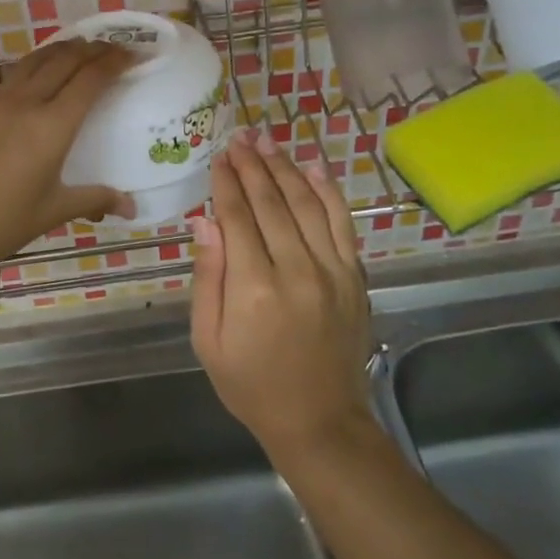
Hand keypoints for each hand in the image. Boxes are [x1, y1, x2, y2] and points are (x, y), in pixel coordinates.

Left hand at [0, 39, 133, 277]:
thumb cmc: (1, 222)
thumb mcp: (52, 211)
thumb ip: (93, 200)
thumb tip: (131, 206)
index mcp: (52, 126)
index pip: (89, 78)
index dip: (115, 61)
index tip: (134, 53)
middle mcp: (27, 104)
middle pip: (65, 60)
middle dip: (93, 48)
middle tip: (115, 48)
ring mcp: (0, 104)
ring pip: (37, 60)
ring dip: (64, 49)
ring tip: (83, 49)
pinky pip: (18, 74)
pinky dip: (40, 63)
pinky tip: (43, 75)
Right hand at [189, 129, 372, 458]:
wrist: (319, 421)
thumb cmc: (251, 384)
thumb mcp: (209, 340)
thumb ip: (208, 277)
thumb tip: (205, 221)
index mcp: (254, 288)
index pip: (238, 217)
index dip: (226, 183)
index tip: (218, 157)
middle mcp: (297, 270)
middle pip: (272, 202)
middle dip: (252, 165)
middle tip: (239, 137)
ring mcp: (332, 271)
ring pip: (307, 204)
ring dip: (285, 168)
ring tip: (267, 141)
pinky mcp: (354, 277)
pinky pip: (342, 223)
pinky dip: (328, 191)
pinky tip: (313, 167)